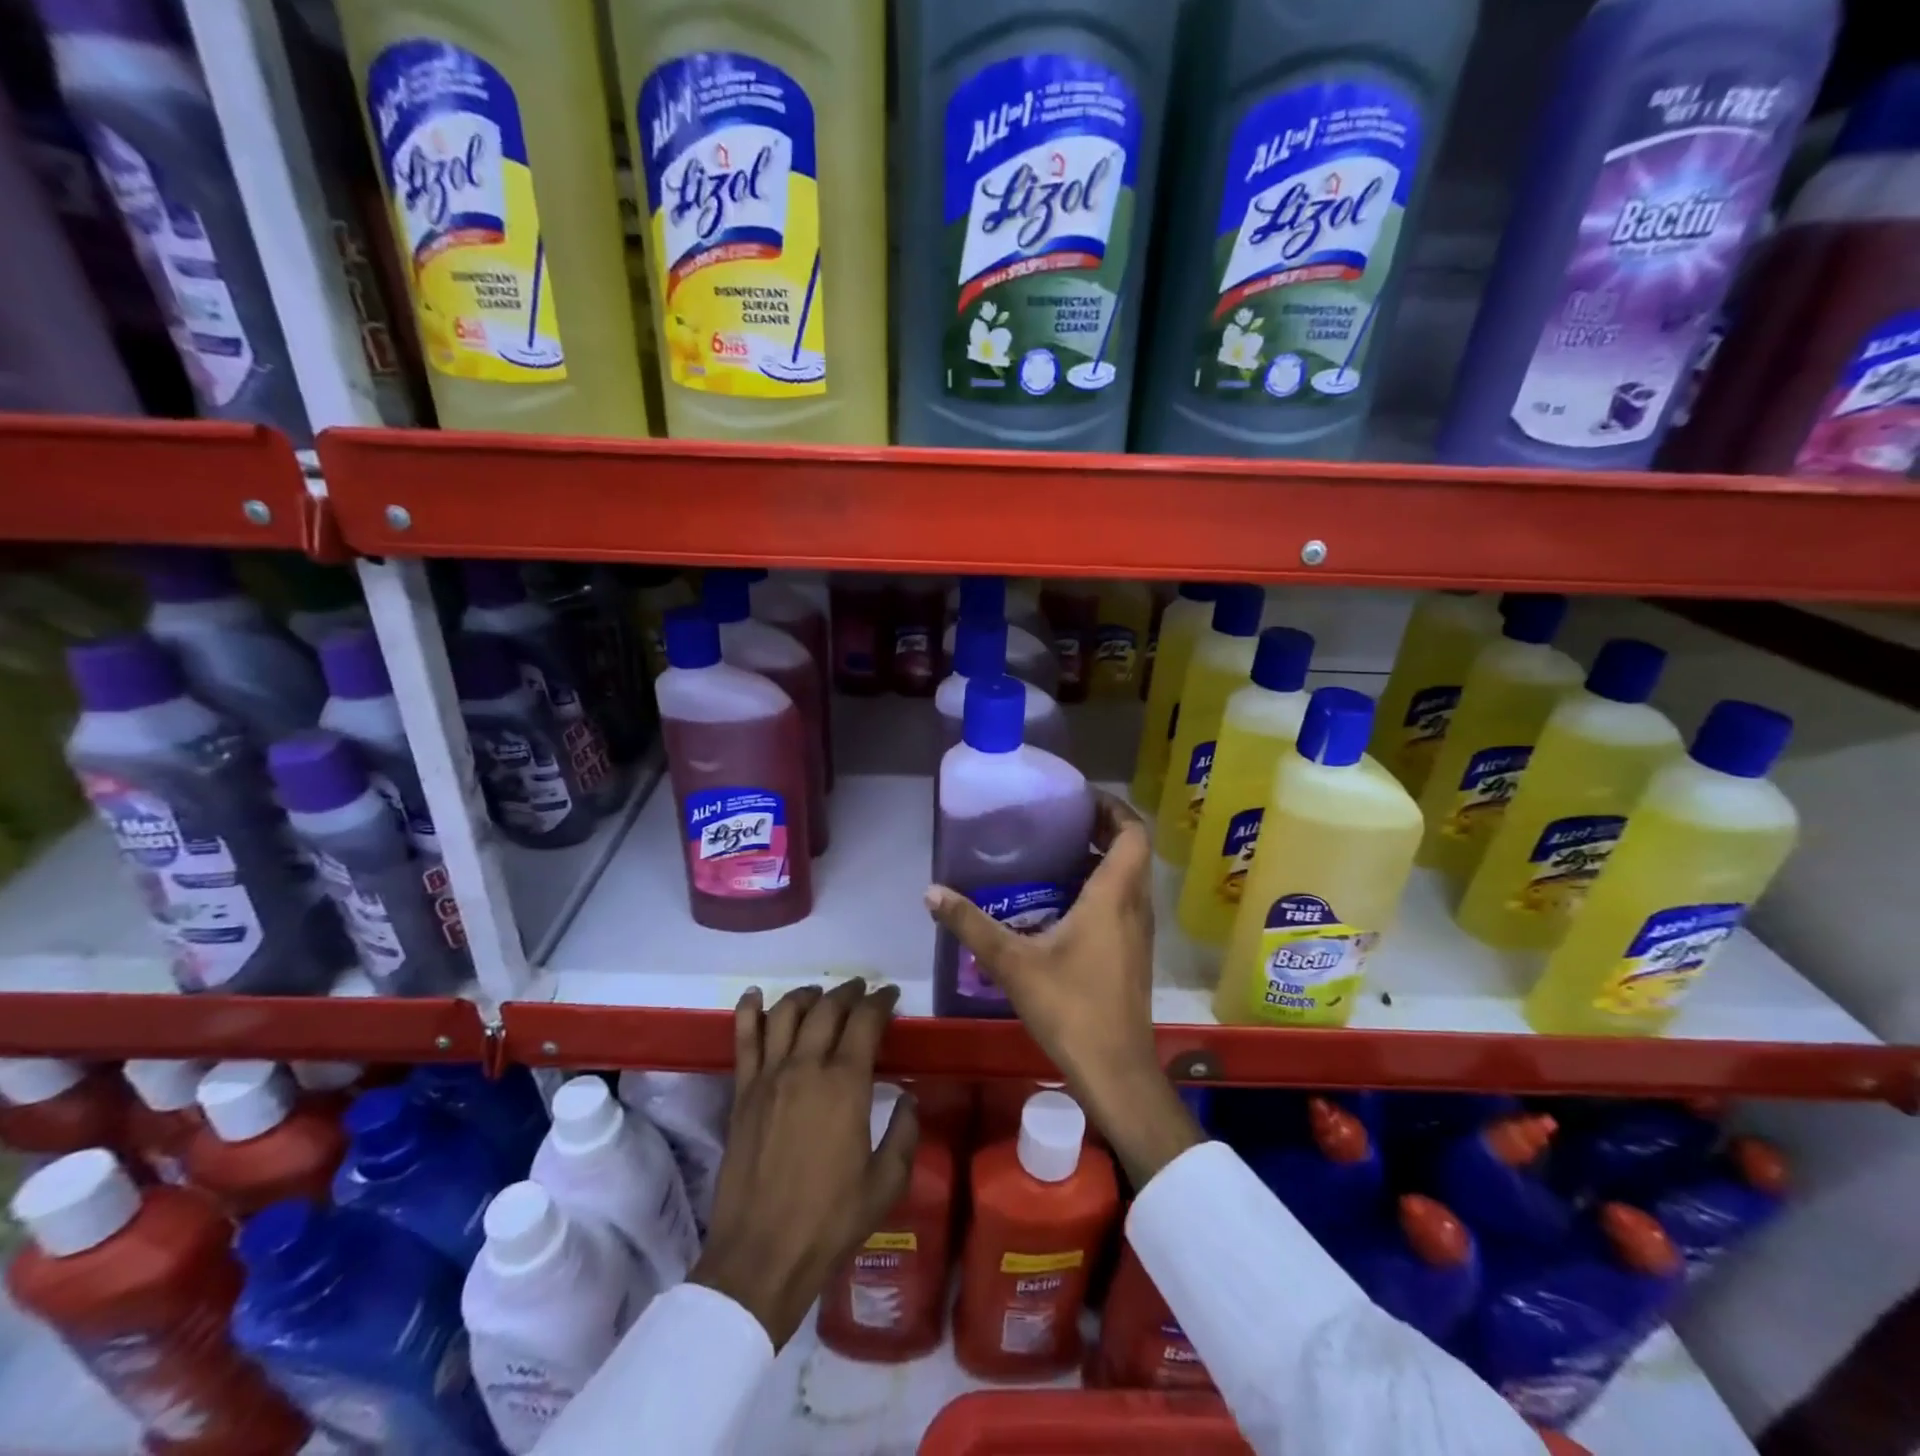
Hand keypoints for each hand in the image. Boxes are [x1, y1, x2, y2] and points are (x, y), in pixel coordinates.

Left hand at [690, 979, 916, 1348]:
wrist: (762, 1256)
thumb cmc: (831, 1221)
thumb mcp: (887, 1182)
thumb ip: (905, 1133)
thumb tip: (908, 1097)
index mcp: (846, 1084)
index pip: (865, 1021)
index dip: (881, 1002)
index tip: (891, 996)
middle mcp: (806, 1066)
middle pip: (828, 1008)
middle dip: (849, 992)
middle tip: (862, 990)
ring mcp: (769, 1076)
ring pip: (786, 1013)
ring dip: (807, 995)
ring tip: (819, 993)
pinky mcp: (742, 1092)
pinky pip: (744, 1039)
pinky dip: (749, 1011)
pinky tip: (754, 996)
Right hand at [924, 791, 1200, 1185]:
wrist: (1115, 1071)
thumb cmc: (1070, 1008)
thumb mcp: (1012, 962)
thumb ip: (971, 924)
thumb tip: (931, 892)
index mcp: (1114, 896)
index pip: (1132, 832)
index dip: (1111, 807)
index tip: (1078, 798)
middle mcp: (1135, 906)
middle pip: (1131, 851)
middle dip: (1100, 829)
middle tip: (1057, 822)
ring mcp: (1139, 933)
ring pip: (1128, 879)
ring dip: (1100, 860)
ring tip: (1054, 856)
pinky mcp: (1133, 954)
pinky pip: (1123, 904)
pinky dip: (1100, 889)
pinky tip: (1060, 906)